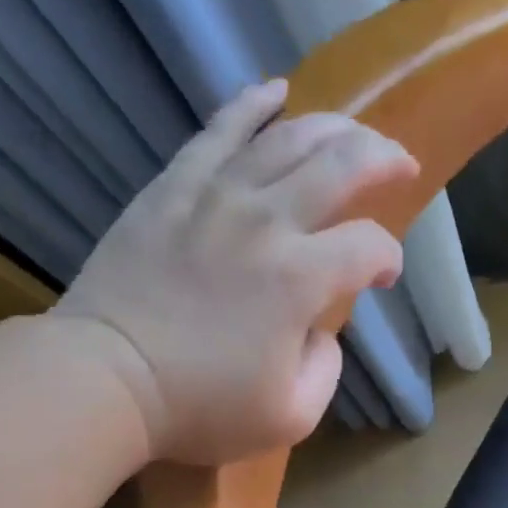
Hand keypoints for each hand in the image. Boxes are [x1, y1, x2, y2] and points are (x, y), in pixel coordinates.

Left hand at [55, 78, 418, 464]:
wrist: (106, 378)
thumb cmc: (200, 407)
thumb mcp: (290, 416)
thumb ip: (326, 369)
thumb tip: (320, 329)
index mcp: (301, 278)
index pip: (368, 245)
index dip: (388, 258)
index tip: (383, 276)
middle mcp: (268, 221)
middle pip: (342, 164)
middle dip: (384, 160)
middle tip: (401, 165)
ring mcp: (217, 195)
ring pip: (289, 137)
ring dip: (334, 127)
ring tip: (355, 131)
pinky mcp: (174, 187)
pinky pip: (220, 130)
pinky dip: (253, 105)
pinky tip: (278, 92)